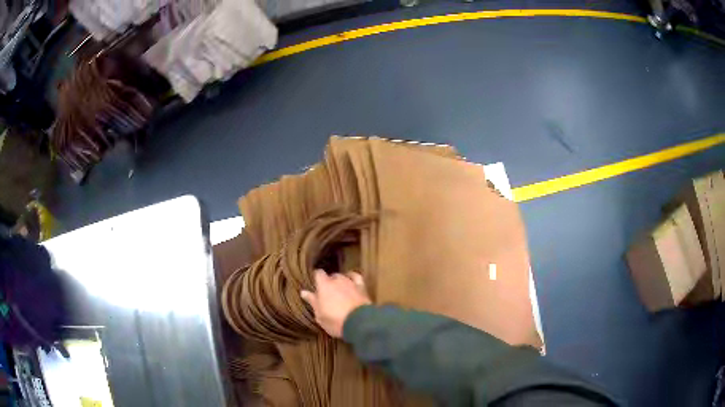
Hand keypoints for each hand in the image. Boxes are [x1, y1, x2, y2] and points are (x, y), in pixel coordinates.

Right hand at [301, 269, 371, 337]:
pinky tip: (351, 281)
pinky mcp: (362, 287)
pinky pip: (356, 277)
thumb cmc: (335, 321)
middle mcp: (337, 280)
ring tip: (339, 290)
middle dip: (329, 282)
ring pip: (343, 277)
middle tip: (327, 293)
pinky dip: (352, 278)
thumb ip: (312, 301)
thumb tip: (304, 292)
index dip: (316, 277)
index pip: (318, 273)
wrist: (359, 323)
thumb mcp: (320, 315)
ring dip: (340, 282)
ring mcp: (350, 282)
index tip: (315, 284)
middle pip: (331, 276)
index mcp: (324, 286)